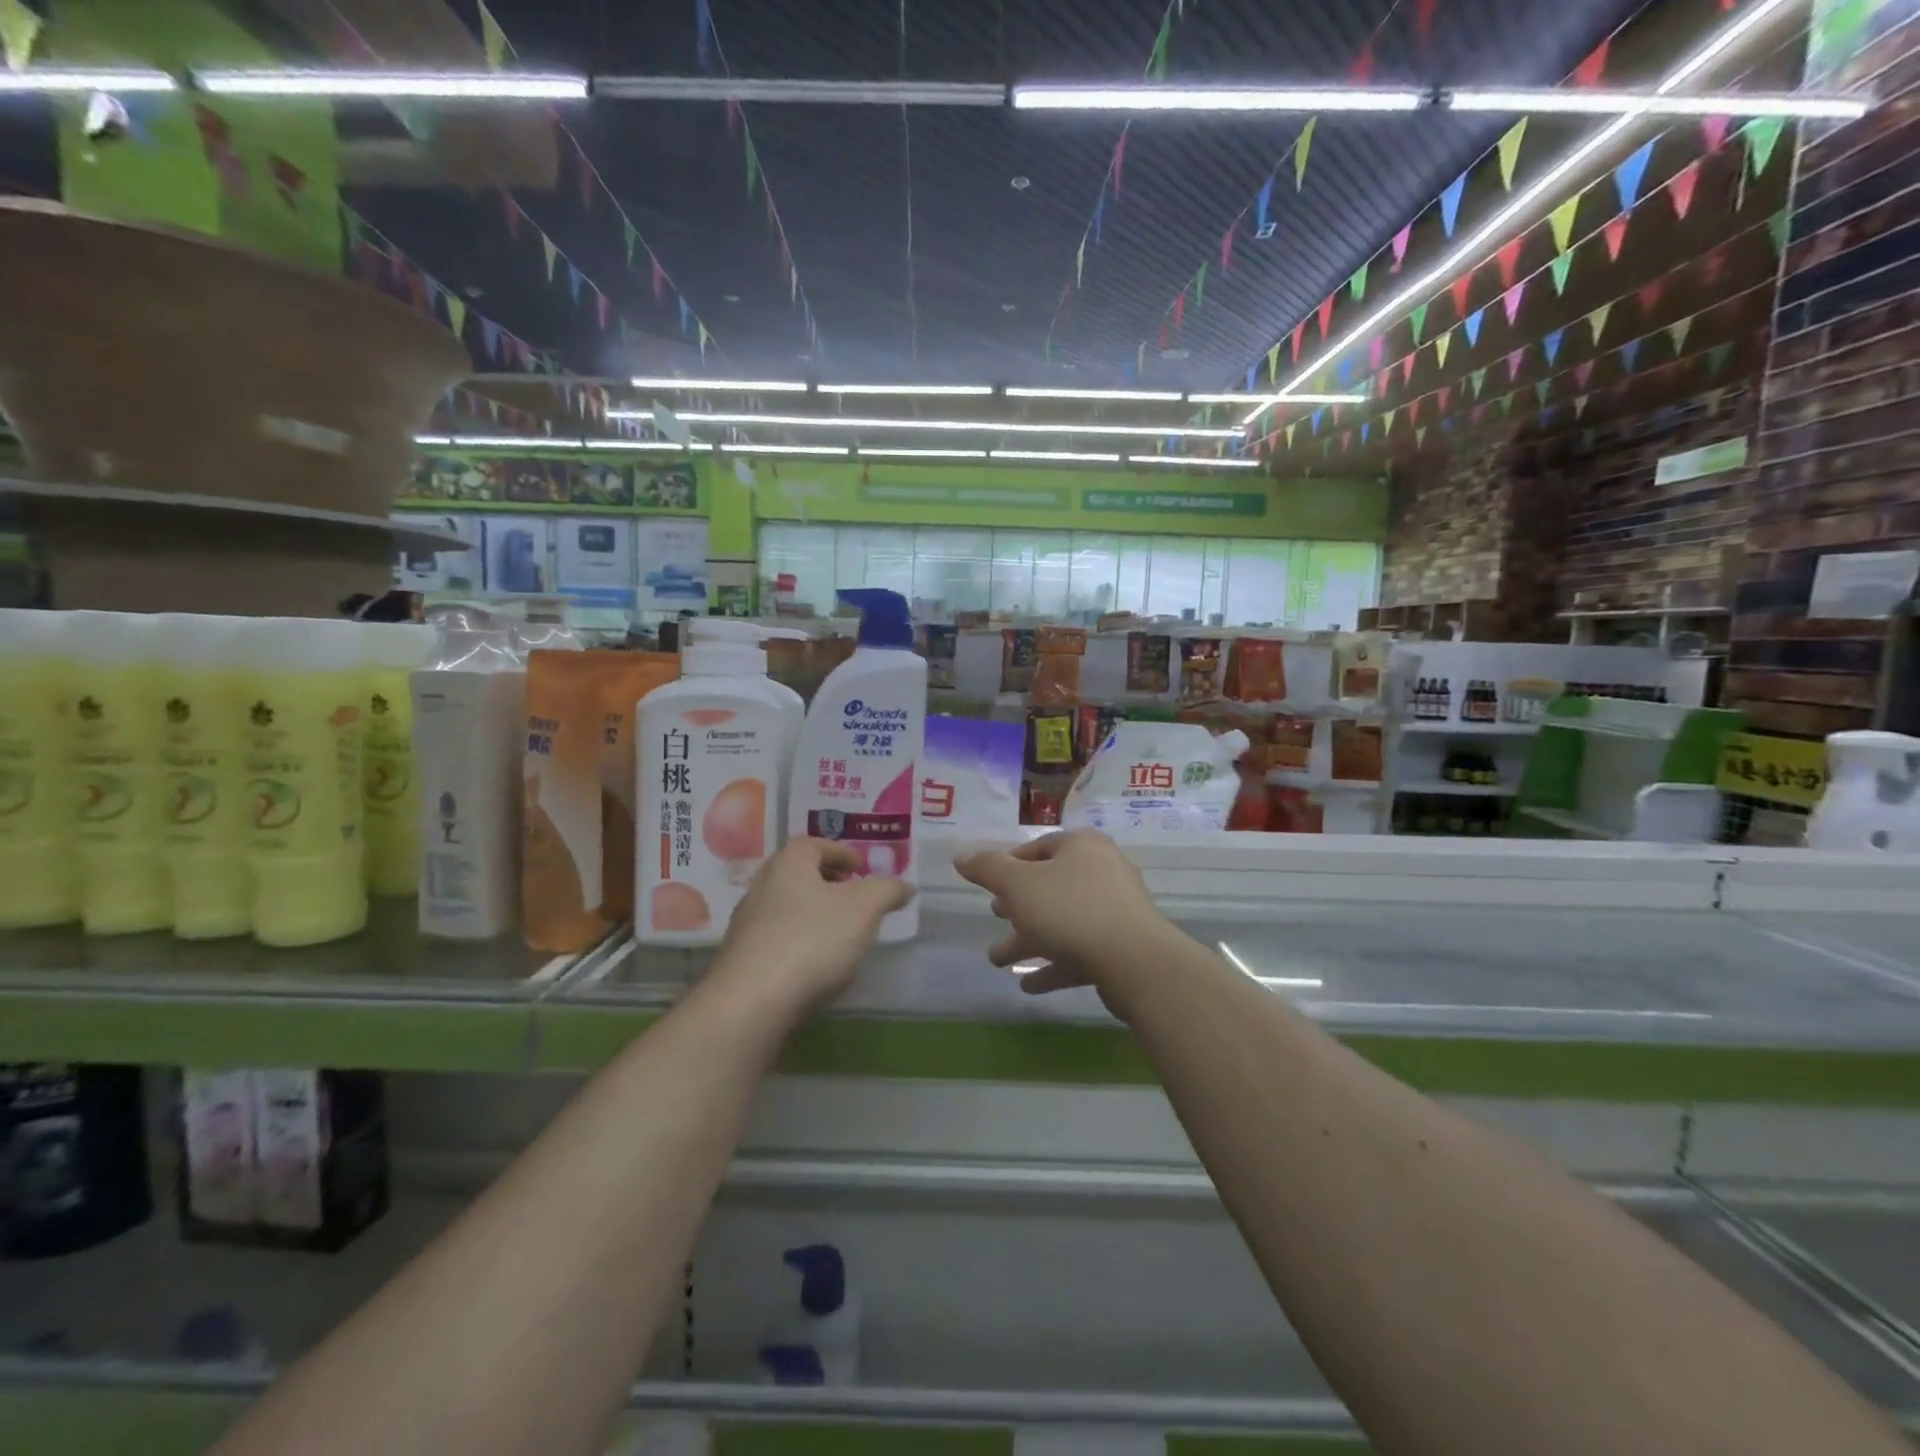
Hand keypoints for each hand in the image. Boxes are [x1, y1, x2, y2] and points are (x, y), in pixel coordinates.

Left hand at [712, 838, 912, 1012]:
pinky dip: (798, 940)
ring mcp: (746, 925)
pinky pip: (776, 938)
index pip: (812, 843)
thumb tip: (904, 885)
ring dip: (812, 913)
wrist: (751, 1003)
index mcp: (788, 864)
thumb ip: (886, 891)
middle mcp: (761, 887)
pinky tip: (815, 963)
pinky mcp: (741, 960)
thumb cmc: (812, 941)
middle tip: (853, 896)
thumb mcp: (864, 909)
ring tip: (840, 932)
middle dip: (826, 882)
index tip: (861, 868)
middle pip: (796, 874)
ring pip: (785, 907)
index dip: (840, 852)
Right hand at [955, 831, 1171, 1006]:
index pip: (1037, 848)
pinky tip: (1030, 985)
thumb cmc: (1070, 910)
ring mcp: (1116, 910)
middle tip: (995, 916)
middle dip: (1018, 906)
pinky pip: (1080, 950)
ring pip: (1063, 921)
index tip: (988, 886)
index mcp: (1081, 847)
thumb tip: (961, 855)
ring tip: (998, 960)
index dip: (1008, 865)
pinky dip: (1054, 964)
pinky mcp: (1122, 946)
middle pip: (1051, 886)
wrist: (1134, 961)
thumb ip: (988, 869)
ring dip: (1029, 940)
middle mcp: (1103, 871)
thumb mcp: (1018, 885)